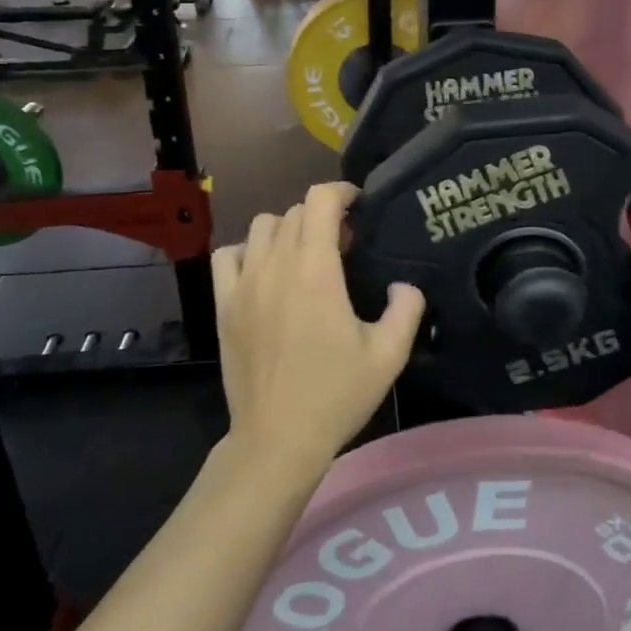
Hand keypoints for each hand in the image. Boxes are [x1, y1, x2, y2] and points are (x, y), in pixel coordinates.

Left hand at [212, 183, 425, 477]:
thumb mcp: (388, 356)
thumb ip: (407, 309)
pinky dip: (248, 251)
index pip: (320, 200)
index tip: (359, 206)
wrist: (277, 438)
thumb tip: (405, 285)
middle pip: (294, 212)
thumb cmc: (336, 395)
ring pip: (261, 227)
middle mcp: (275, 265)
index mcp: (315, 270)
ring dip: (287, 230)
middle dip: (322, 216)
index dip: (342, 192)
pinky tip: (265, 273)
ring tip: (304, 257)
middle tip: (343, 246)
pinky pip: (228, 256)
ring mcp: (243, 284)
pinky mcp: (223, 305)